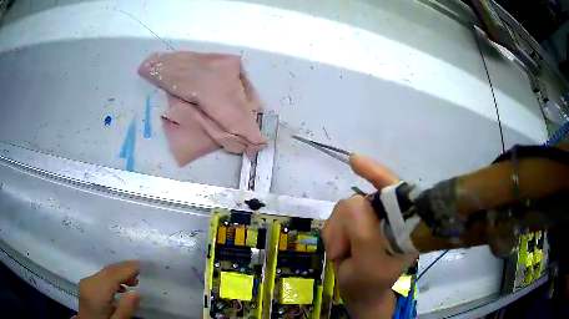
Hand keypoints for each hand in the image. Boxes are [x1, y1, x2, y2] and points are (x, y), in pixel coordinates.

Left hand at [77, 261, 140, 318]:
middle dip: (124, 268)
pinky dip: (112, 279)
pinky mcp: (87, 286)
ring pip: (104, 273)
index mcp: (96, 292)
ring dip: (119, 274)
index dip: (127, 269)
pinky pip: (101, 278)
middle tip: (140, 270)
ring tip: (134, 281)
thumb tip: (137, 292)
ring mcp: (86, 283)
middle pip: (108, 271)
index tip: (141, 264)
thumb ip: (125, 309)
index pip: (112, 275)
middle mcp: (89, 282)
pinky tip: (121, 288)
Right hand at [322, 154, 416, 317]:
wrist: (360, 294)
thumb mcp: (368, 264)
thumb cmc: (369, 283)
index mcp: (404, 225)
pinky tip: (338, 249)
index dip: (377, 174)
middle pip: (361, 200)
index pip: (395, 191)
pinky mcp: (358, 224)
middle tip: (343, 252)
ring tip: (343, 254)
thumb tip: (354, 200)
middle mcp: (390, 217)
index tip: (354, 161)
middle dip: (345, 226)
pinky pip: (337, 217)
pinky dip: (333, 233)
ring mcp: (373, 220)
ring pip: (345, 208)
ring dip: (337, 233)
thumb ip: (363, 232)